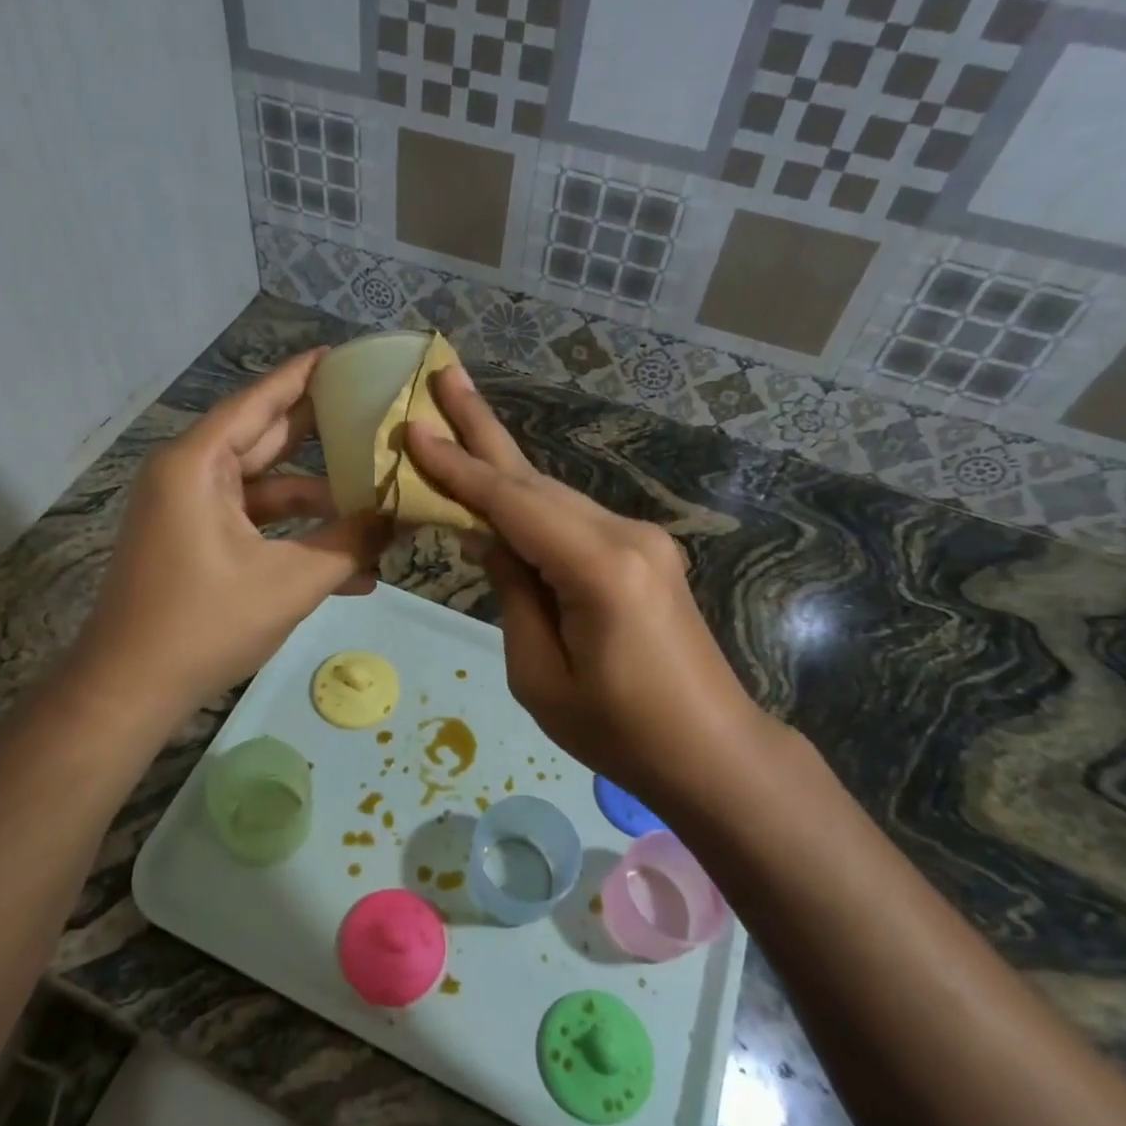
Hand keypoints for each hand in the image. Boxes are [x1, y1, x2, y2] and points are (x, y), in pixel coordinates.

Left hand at [75, 349, 388, 714]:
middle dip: (322, 434)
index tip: (346, 357)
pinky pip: (254, 525)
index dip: (304, 377)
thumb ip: (349, 544)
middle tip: (375, 414)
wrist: (131, 689)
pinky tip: (349, 564)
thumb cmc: (206, 624)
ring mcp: (191, 511)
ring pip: (266, 489)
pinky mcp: (196, 543)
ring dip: (318, 501)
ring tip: (378, 498)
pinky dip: (292, 536)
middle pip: (265, 439)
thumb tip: (401, 518)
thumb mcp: (290, 582)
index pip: (260, 402)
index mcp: (199, 464)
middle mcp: (190, 475)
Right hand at [404, 367, 773, 791]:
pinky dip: (531, 505)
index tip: (412, 428)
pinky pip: (574, 520)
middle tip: (445, 374)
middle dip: (482, 430)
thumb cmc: (620, 732)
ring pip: (555, 496)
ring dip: (503, 465)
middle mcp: (625, 536)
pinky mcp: (646, 553)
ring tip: (459, 418)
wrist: (713, 751)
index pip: (511, 503)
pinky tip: (501, 492)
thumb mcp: (540, 676)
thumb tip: (492, 540)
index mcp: (599, 568)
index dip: (457, 467)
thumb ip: (513, 595)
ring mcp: (643, 541)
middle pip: (535, 480)